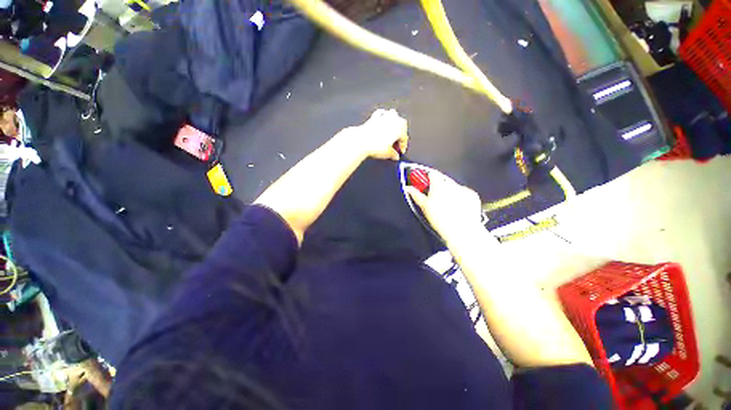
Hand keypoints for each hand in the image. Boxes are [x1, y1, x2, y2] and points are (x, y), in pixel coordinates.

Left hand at [346, 109, 408, 159]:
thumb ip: (394, 154)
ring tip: (391, 131)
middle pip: (401, 125)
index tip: (400, 151)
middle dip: (400, 133)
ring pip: (393, 116)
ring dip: (393, 122)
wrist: (361, 141)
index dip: (403, 146)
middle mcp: (393, 120)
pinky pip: (381, 113)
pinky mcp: (373, 117)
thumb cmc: (375, 146)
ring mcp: (383, 117)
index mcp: (400, 128)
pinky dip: (383, 116)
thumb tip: (395, 156)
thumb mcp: (387, 153)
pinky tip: (381, 120)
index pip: (404, 137)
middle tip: (396, 143)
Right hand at [406, 171, 483, 243]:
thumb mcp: (424, 206)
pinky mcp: (472, 195)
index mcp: (438, 184)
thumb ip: (416, 194)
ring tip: (447, 205)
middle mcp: (451, 184)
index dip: (427, 178)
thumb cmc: (440, 219)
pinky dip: (460, 197)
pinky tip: (458, 208)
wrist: (461, 230)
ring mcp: (463, 189)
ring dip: (450, 191)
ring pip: (454, 186)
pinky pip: (464, 193)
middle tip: (435, 197)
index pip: (432, 174)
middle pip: (443, 180)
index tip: (425, 184)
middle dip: (439, 186)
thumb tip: (408, 188)